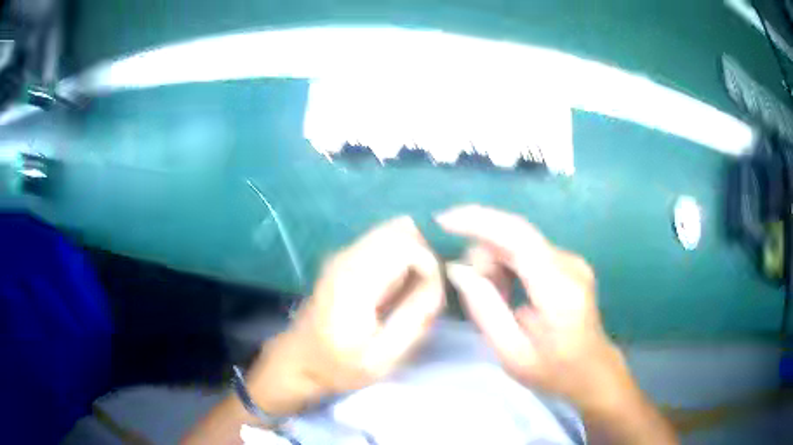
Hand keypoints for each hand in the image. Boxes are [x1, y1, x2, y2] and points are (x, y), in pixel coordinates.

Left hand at [247, 216, 444, 414]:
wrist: (300, 360)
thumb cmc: (340, 365)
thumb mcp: (383, 357)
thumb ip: (414, 318)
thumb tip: (437, 280)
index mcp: (354, 283)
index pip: (405, 245)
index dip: (429, 264)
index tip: (432, 295)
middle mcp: (347, 257)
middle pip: (400, 230)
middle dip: (424, 256)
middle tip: (426, 292)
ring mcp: (343, 253)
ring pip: (393, 231)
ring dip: (413, 255)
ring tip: (414, 290)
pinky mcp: (344, 257)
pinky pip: (383, 241)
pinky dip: (401, 256)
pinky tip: (398, 286)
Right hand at [437, 205, 623, 410]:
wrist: (591, 370)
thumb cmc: (553, 370)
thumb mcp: (511, 353)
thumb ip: (485, 310)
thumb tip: (457, 269)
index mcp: (559, 290)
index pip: (518, 238)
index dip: (479, 221)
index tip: (444, 220)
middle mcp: (569, 264)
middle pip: (516, 234)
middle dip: (484, 252)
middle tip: (473, 288)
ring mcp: (572, 260)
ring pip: (519, 240)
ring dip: (495, 261)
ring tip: (495, 298)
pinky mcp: (568, 262)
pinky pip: (528, 249)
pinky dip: (508, 264)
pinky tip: (508, 291)